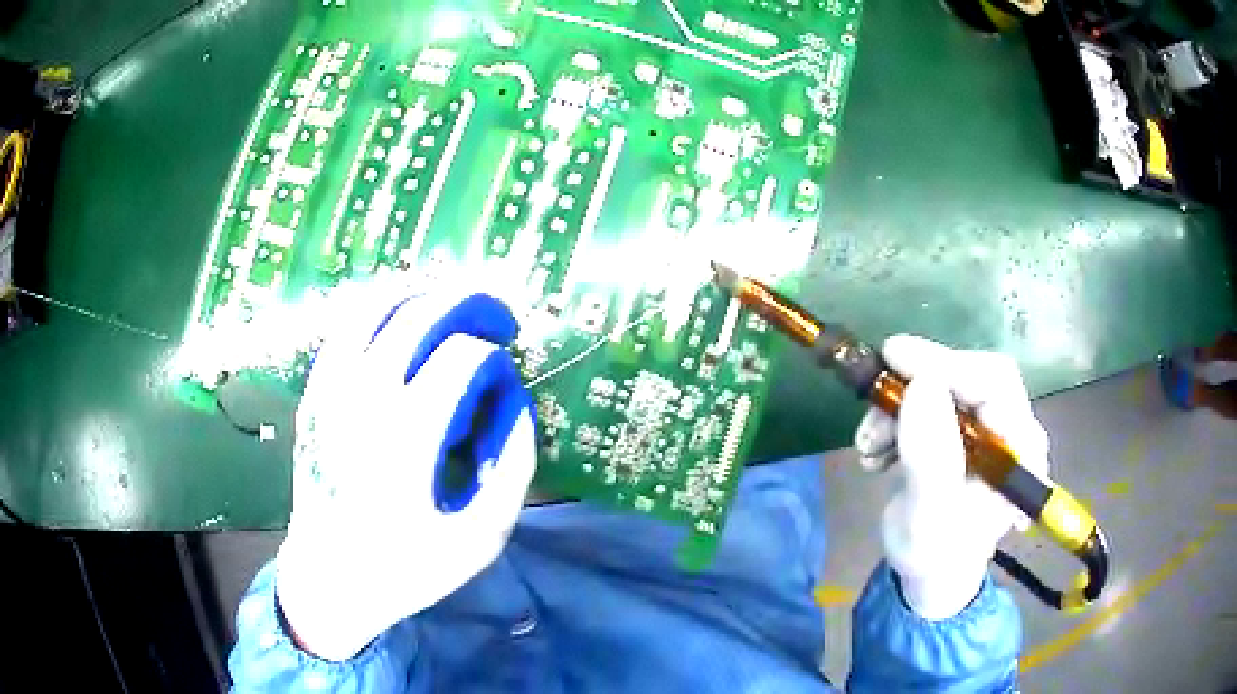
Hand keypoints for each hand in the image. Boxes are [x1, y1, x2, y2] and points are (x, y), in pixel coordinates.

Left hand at [275, 284, 536, 659]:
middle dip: (465, 305)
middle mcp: (365, 400)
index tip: (503, 379)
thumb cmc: (408, 567)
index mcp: (408, 437)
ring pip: (372, 311)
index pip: (461, 358)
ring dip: (417, 296)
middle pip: (418, 318)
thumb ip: (512, 470)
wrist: (330, 579)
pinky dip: (373, 311)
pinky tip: (396, 317)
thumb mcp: (481, 538)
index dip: (493, 357)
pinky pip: (341, 332)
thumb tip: (515, 407)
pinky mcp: (314, 397)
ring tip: (447, 305)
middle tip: (493, 317)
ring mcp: (331, 393)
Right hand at [854, 335, 1049, 619]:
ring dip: (899, 407)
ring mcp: (990, 428)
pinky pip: (932, 401)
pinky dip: (899, 416)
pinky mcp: (967, 429)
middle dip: (917, 388)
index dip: (946, 364)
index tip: (893, 357)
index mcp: (1020, 450)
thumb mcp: (928, 517)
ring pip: (945, 386)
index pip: (993, 383)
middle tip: (873, 405)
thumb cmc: (935, 556)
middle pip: (970, 377)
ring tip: (869, 448)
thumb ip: (930, 458)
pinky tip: (880, 449)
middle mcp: (1013, 429)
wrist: (931, 576)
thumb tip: (922, 385)